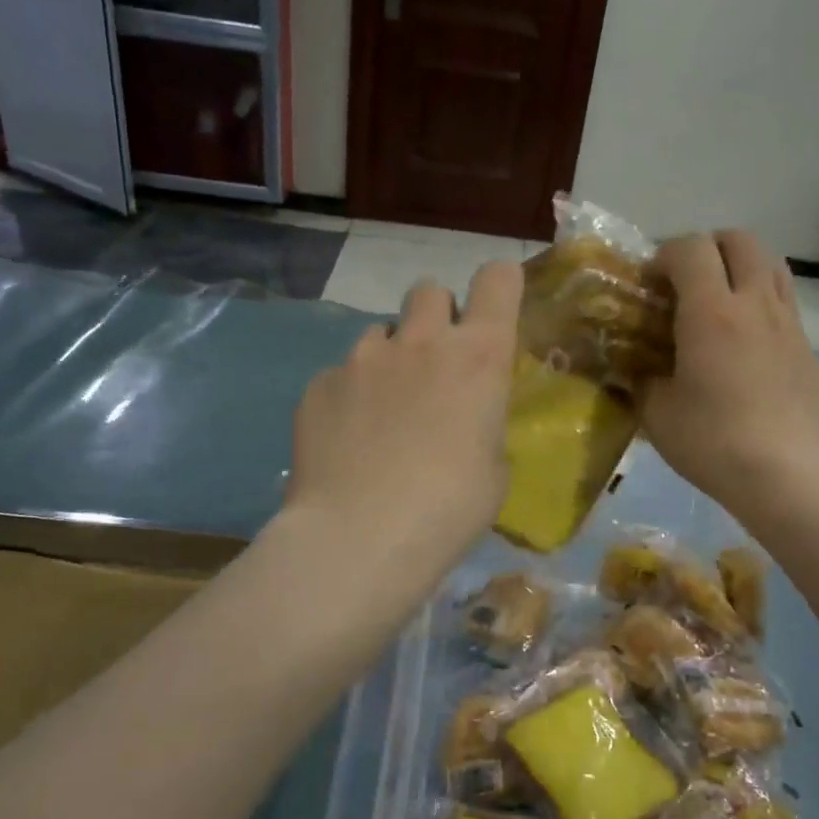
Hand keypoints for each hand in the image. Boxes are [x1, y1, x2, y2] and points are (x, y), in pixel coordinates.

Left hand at [285, 260, 522, 591]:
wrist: (359, 538)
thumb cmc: (448, 510)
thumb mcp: (493, 471)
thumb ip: (484, 426)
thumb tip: (466, 423)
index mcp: (478, 358)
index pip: (497, 280)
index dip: (500, 285)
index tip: (495, 307)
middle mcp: (421, 342)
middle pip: (430, 290)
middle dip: (437, 315)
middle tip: (435, 362)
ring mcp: (363, 358)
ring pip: (381, 331)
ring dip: (391, 357)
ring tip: (384, 410)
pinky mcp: (319, 384)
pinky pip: (342, 374)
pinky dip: (351, 395)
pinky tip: (348, 441)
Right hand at [641, 231, 818, 505]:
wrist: (785, 476)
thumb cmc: (711, 441)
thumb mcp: (656, 412)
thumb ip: (642, 380)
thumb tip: (636, 370)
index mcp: (712, 311)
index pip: (691, 248)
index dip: (665, 255)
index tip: (651, 284)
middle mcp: (756, 304)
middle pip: (741, 241)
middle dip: (709, 248)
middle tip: (688, 282)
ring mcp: (791, 326)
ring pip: (773, 267)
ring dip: (743, 270)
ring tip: (722, 305)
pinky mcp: (812, 352)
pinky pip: (787, 310)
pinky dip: (763, 311)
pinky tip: (750, 352)